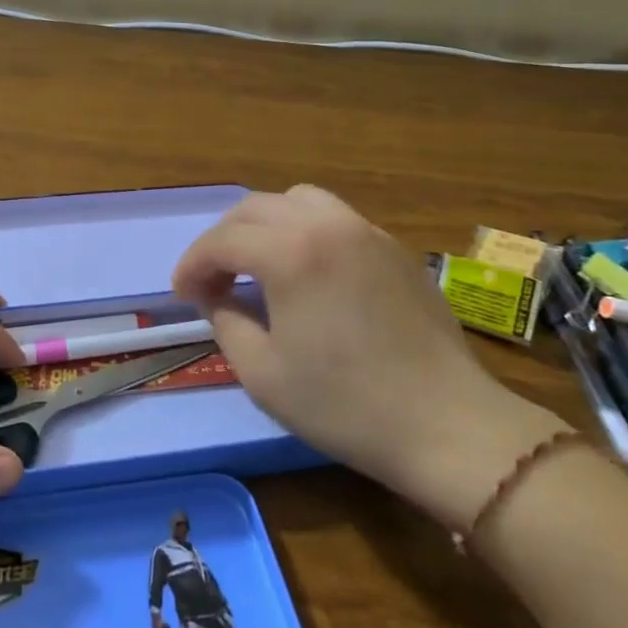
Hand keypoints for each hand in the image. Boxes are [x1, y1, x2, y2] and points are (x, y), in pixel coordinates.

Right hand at [172, 186, 566, 531]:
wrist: (446, 426)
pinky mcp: (394, 248)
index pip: (222, 241)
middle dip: (223, 240)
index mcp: (291, 252)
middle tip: (212, 281)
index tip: (182, 295)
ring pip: (297, 201)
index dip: (192, 265)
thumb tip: (213, 295)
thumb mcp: (262, 373)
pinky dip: (304, 231)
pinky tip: (306, 273)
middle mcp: (327, 225)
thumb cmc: (344, 405)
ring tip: (257, 265)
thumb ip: (225, 321)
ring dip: (264, 225)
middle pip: (255, 208)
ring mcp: (367, 231)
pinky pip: (335, 218)